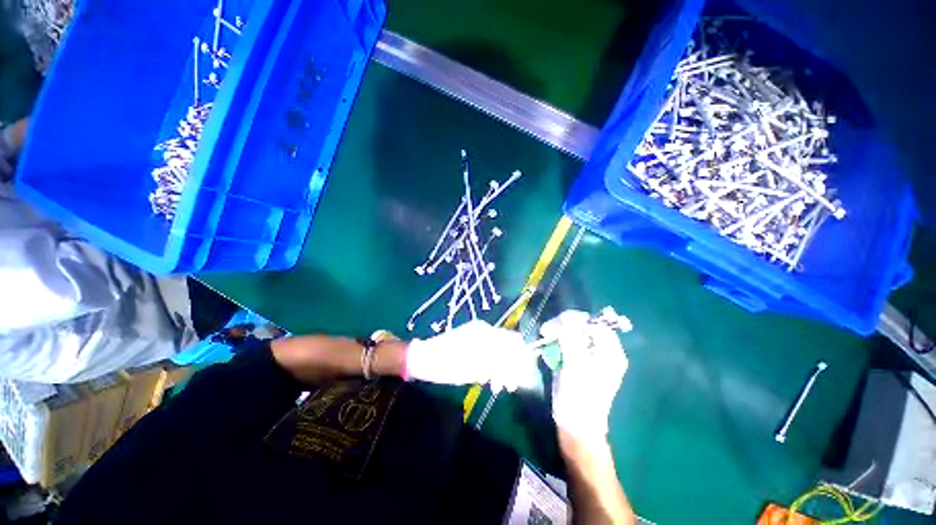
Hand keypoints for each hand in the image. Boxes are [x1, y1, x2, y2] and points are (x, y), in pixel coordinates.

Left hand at [406, 320, 534, 391]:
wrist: (424, 359)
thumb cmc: (448, 364)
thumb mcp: (474, 368)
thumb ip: (498, 364)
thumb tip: (518, 366)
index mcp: (485, 333)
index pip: (513, 341)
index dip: (521, 359)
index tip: (521, 378)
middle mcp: (484, 330)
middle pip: (507, 346)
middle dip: (511, 366)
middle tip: (510, 387)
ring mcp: (477, 335)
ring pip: (499, 351)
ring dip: (502, 368)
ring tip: (498, 387)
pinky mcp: (472, 342)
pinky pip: (489, 352)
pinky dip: (492, 366)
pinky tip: (489, 380)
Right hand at [541, 310, 627, 441]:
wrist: (575, 423)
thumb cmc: (579, 394)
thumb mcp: (575, 363)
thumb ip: (571, 337)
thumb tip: (566, 318)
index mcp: (610, 352)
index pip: (596, 325)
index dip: (578, 321)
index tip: (559, 323)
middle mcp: (603, 351)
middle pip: (585, 327)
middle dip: (565, 325)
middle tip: (548, 330)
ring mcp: (589, 356)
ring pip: (574, 333)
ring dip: (559, 332)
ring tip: (545, 335)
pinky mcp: (577, 361)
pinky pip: (568, 343)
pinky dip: (558, 341)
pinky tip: (549, 344)